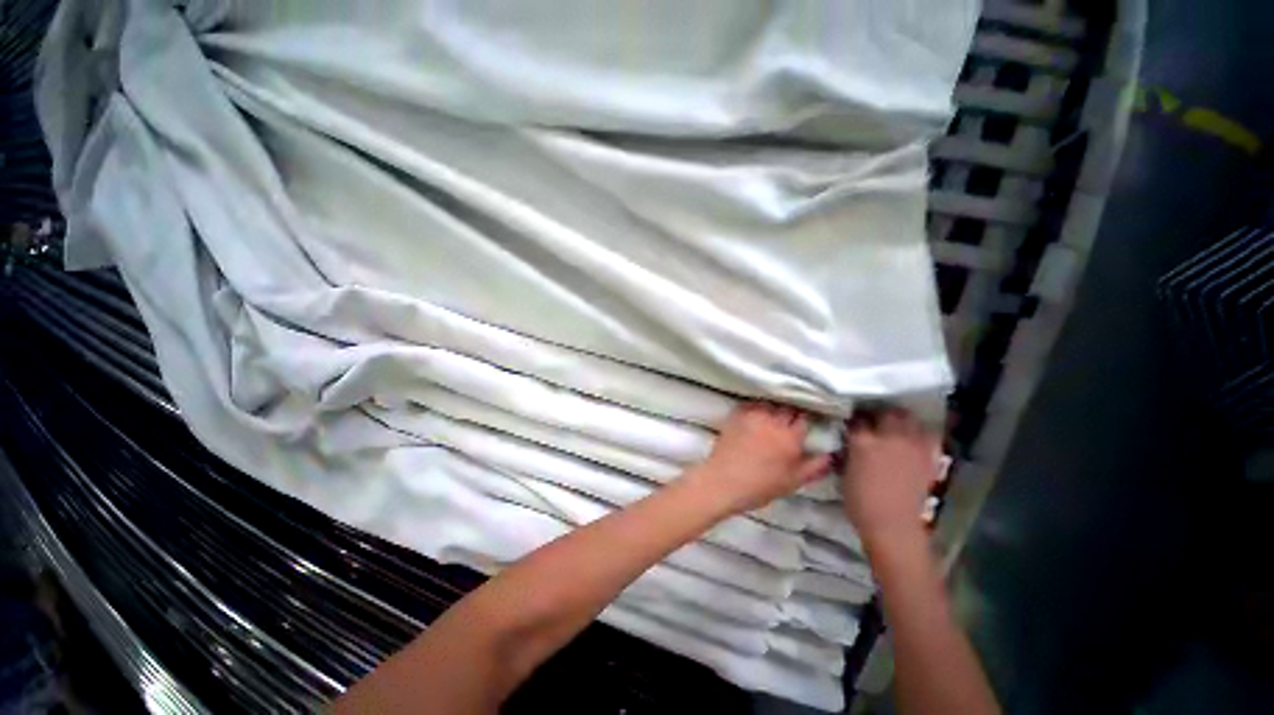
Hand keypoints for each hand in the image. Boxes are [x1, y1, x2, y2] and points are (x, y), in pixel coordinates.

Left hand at [689, 403, 831, 515]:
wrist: (724, 481)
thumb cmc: (760, 485)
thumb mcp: (793, 481)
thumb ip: (815, 467)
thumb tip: (832, 455)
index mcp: (790, 437)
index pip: (804, 418)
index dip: (806, 419)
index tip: (805, 423)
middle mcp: (773, 421)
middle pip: (788, 407)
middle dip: (791, 412)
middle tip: (789, 421)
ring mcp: (754, 415)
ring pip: (770, 403)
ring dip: (774, 408)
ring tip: (773, 416)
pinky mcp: (737, 414)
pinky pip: (751, 403)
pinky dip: (757, 406)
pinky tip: (756, 414)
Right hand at [842, 409, 942, 549]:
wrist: (892, 525)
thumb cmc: (860, 501)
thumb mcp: (843, 471)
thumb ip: (848, 449)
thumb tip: (848, 439)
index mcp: (863, 441)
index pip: (857, 418)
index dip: (853, 418)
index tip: (851, 420)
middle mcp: (889, 437)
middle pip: (886, 412)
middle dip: (878, 413)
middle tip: (873, 419)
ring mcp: (911, 445)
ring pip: (908, 419)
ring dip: (900, 419)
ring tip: (894, 424)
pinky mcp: (928, 456)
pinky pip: (927, 435)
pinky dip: (920, 432)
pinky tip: (913, 437)